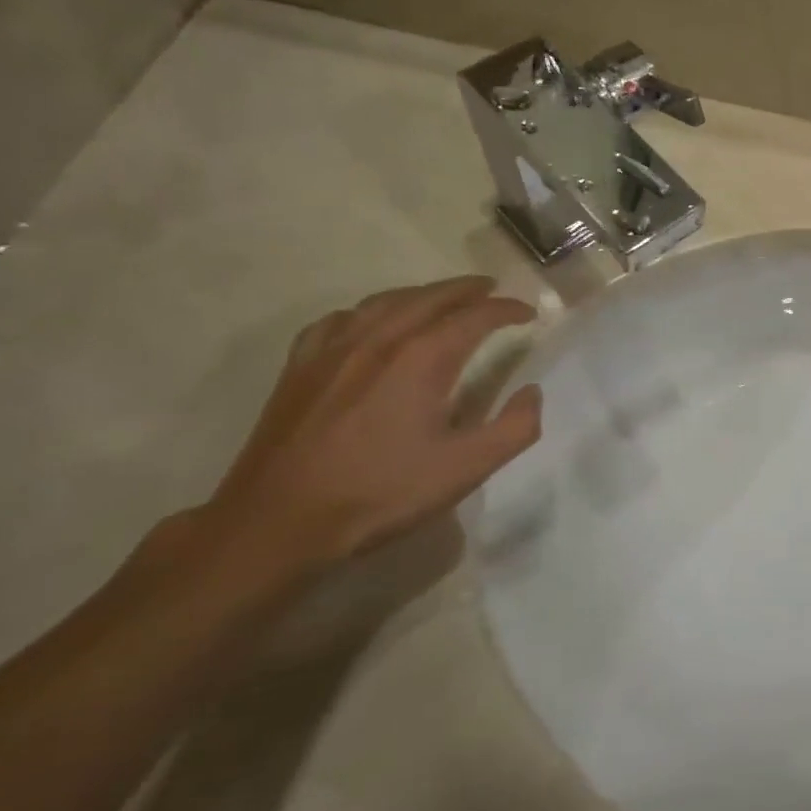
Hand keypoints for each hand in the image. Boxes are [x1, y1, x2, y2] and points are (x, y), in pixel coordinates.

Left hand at [198, 277, 541, 589]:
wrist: (279, 522)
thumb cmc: (381, 493)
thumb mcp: (466, 469)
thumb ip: (514, 427)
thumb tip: (532, 392)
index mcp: (423, 358)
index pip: (476, 317)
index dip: (507, 310)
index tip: (528, 313)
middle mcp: (379, 339)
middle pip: (430, 297)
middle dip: (466, 289)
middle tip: (491, 289)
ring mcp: (333, 349)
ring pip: (384, 301)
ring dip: (421, 293)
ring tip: (441, 298)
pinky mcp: (300, 367)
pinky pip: (339, 320)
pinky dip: (368, 312)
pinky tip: (369, 324)